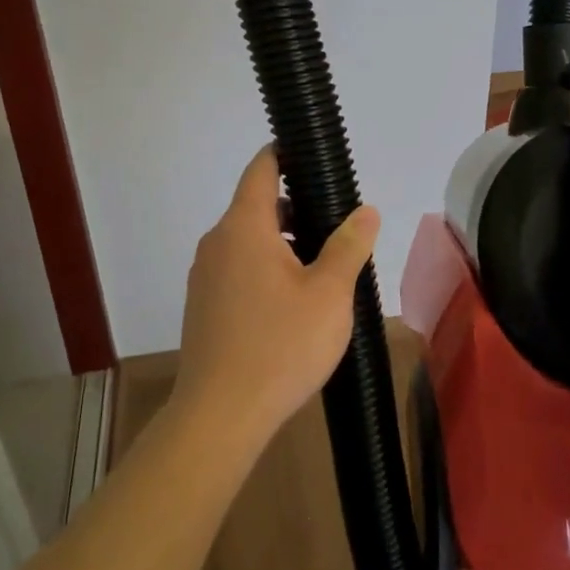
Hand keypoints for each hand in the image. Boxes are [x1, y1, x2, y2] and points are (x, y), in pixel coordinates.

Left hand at [173, 146, 379, 448]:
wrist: (220, 415)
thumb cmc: (281, 346)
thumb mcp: (329, 294)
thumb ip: (349, 246)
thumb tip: (366, 211)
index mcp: (244, 228)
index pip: (261, 169)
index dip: (284, 154)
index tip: (312, 155)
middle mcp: (217, 244)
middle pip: (256, 207)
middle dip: (296, 208)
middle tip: (337, 227)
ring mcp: (205, 276)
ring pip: (248, 241)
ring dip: (283, 243)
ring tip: (322, 270)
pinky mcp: (203, 306)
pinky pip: (238, 269)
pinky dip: (265, 268)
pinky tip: (293, 303)